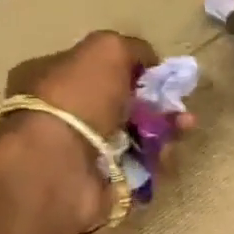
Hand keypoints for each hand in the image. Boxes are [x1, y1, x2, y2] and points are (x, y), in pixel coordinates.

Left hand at [0, 30, 184, 233]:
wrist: (58, 167)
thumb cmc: (76, 98)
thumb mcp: (106, 50)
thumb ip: (131, 48)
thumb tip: (150, 61)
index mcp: (49, 77)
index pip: (95, 70)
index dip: (130, 70)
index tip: (159, 75)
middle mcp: (62, 115)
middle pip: (120, 106)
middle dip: (155, 104)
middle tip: (179, 105)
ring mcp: (81, 154)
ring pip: (134, 139)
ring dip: (163, 131)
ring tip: (184, 127)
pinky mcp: (101, 185)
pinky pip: (138, 170)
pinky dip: (157, 161)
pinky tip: (167, 153)